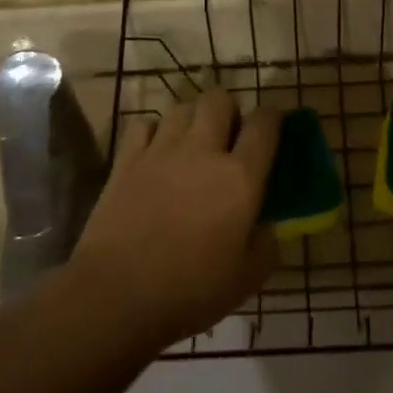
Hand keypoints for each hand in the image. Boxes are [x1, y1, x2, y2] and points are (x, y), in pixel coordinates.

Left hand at [69, 89, 281, 346]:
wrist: (118, 292)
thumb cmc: (191, 289)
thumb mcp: (247, 278)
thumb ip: (266, 244)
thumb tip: (266, 226)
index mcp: (240, 177)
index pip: (264, 124)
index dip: (273, 118)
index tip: (274, 127)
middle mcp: (202, 151)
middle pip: (219, 100)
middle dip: (229, 110)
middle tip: (229, 137)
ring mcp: (160, 151)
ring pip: (181, 107)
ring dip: (193, 118)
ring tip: (192, 143)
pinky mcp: (126, 160)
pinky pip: (144, 125)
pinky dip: (155, 131)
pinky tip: (156, 152)